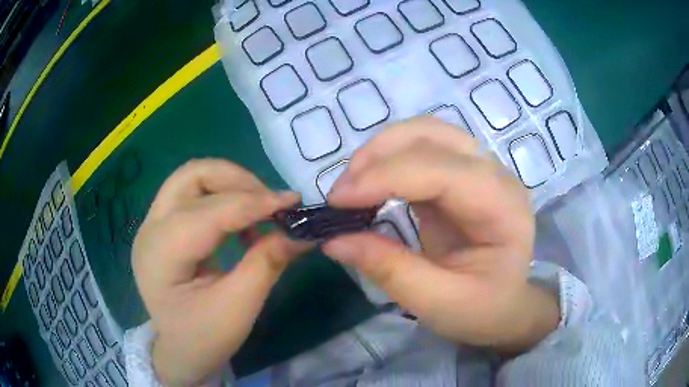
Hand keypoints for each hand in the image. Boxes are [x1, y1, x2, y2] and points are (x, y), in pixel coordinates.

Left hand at [132, 159, 308, 385]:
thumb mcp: (239, 309)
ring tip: (258, 208)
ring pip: (192, 178)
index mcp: (162, 254)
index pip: (210, 212)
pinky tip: (240, 220)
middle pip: (193, 176)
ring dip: (229, 184)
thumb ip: (266, 264)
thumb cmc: (204, 338)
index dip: (254, 203)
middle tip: (270, 202)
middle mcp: (150, 228)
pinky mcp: (162, 226)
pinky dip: (221, 197)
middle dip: (237, 180)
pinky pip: (192, 194)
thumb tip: (301, 233)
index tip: (293, 202)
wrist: (178, 351)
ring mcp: (152, 224)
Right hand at [323, 117, 558, 351]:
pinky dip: (388, 159)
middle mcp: (495, 175)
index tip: (338, 201)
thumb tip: (334, 240)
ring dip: (382, 150)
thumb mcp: (438, 303)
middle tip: (341, 193)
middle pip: (435, 136)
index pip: (443, 172)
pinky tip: (370, 183)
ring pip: (425, 132)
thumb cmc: (482, 309)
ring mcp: (479, 169)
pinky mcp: (460, 174)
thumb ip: (390, 270)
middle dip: (380, 155)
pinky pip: (421, 149)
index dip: (386, 177)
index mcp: (503, 208)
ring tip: (353, 183)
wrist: (504, 305)